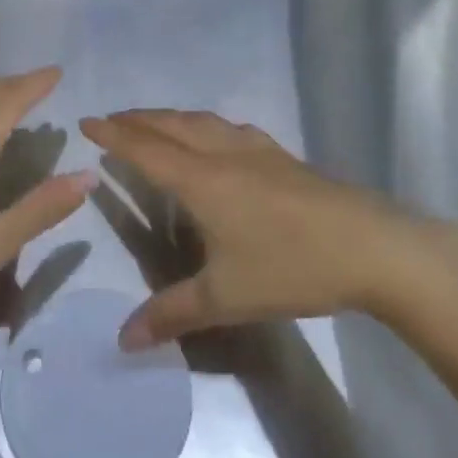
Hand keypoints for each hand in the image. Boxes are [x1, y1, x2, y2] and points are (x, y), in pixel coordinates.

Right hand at [81, 110, 410, 348]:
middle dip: (137, 119)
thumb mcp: (226, 297)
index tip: (86, 120)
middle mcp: (223, 155)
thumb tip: (122, 340)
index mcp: (202, 181)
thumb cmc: (291, 267)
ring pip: (201, 122)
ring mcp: (256, 151)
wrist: (371, 247)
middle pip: (170, 126)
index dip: (113, 135)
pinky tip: (216, 137)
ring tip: (154, 123)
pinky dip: (205, 124)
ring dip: (170, 117)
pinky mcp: (282, 156)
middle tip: (111, 119)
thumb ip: (172, 314)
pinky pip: (229, 128)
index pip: (145, 149)